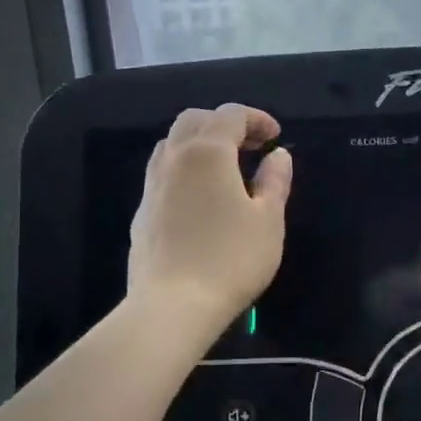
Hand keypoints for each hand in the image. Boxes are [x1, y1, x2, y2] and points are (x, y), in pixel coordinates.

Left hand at [128, 104, 292, 328]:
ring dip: (201, 143)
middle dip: (225, 124)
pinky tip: (201, 198)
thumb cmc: (230, 259)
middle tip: (252, 146)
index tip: (276, 137)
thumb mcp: (268, 220)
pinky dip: (185, 168)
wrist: (172, 306)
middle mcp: (174, 158)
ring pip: (172, 144)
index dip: (256, 119)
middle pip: (195, 120)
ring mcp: (152, 185)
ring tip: (226, 168)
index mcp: (207, 153)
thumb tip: (278, 156)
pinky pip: (163, 172)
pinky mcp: (142, 212)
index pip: (230, 115)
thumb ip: (275, 181)